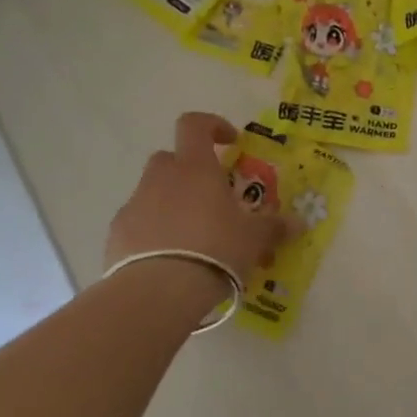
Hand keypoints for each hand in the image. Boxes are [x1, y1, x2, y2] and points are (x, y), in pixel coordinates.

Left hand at [104, 113, 289, 280]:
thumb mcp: (254, 239)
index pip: (194, 125)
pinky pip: (138, 223)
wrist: (158, 291)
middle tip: (211, 197)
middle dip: (189, 171)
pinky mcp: (116, 235)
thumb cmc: (215, 249)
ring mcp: (134, 205)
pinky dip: (152, 231)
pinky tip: (168, 257)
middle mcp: (161, 178)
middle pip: (170, 158)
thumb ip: (275, 227)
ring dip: (171, 203)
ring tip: (192, 235)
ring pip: (152, 191)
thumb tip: (299, 223)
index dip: (212, 126)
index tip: (230, 143)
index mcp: (195, 168)